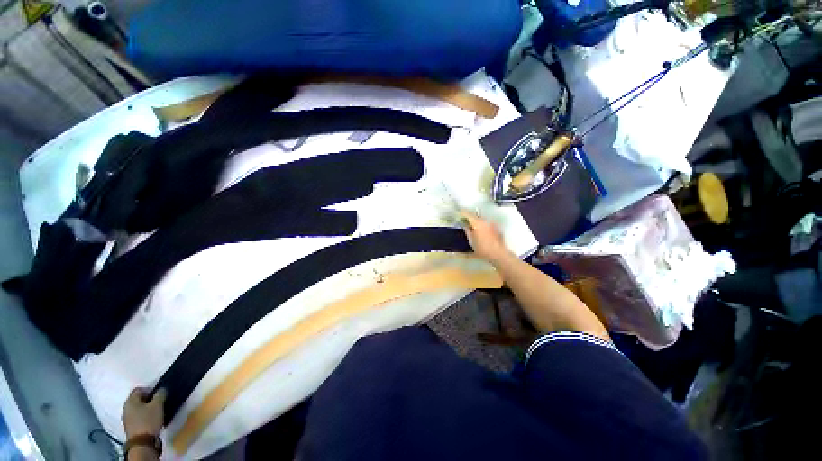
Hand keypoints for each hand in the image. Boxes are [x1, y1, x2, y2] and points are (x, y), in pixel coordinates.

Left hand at [122, 387, 165, 438]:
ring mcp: (126, 418)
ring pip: (137, 409)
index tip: (159, 393)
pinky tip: (152, 419)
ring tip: (157, 411)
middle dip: (148, 399)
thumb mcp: (158, 405)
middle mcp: (126, 407)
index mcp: (130, 400)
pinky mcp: (130, 427)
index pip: (139, 389)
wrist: (142, 442)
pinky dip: (144, 416)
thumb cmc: (149, 420)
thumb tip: (162, 389)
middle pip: (137, 399)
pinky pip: (137, 417)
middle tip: (159, 402)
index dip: (150, 389)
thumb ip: (160, 394)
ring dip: (146, 408)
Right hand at [461, 212, 514, 264]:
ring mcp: (491, 224)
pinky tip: (480, 231)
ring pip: (481, 219)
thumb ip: (467, 231)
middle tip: (464, 220)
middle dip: (470, 217)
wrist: (498, 253)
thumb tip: (464, 225)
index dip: (463, 213)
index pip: (468, 214)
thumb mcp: (471, 241)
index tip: (458, 213)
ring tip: (472, 226)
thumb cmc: (482, 248)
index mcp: (477, 223)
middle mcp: (485, 221)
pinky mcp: (496, 228)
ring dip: (476, 221)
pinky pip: (486, 223)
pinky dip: (482, 225)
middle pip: (475, 216)